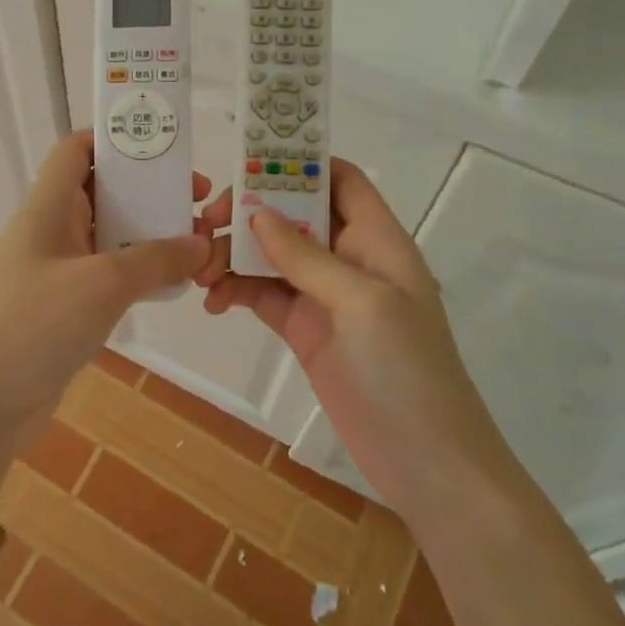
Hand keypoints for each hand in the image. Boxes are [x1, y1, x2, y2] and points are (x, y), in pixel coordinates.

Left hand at [0, 130, 215, 439]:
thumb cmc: (34, 323)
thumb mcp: (103, 283)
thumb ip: (156, 258)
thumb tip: (200, 243)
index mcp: (48, 207)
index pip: (76, 151)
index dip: (115, 141)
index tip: (165, 150)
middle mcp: (50, 232)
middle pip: (101, 192)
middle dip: (148, 192)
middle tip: (197, 203)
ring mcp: (55, 273)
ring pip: (107, 238)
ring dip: (148, 237)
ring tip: (195, 244)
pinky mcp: (63, 311)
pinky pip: (106, 278)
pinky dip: (137, 275)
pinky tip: (170, 286)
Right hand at [197, 160, 509, 511]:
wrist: (425, 462)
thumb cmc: (407, 371)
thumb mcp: (362, 303)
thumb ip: (307, 257)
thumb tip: (257, 214)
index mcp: (376, 239)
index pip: (339, 179)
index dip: (299, 163)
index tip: (246, 163)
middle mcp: (349, 258)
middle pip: (293, 214)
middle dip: (249, 212)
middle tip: (206, 223)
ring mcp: (324, 296)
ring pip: (270, 255)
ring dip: (233, 255)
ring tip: (199, 273)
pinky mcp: (304, 330)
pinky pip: (263, 295)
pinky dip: (236, 291)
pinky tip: (214, 302)